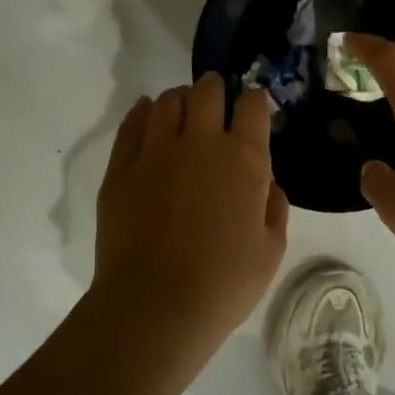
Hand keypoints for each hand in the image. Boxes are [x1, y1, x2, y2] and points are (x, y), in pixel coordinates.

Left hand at [92, 72, 289, 346]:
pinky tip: (149, 115)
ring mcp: (155, 151)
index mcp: (244, 159)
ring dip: (182, 99)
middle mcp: (200, 142)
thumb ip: (273, 206)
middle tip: (218, 101)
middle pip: (207, 91)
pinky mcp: (121, 168)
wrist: (156, 305)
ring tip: (185, 111)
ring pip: (168, 101)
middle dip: (216, 89)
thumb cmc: (225, 283)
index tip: (254, 108)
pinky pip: (132, 124)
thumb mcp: (272, 249)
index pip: (253, 105)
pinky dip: (144, 112)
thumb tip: (265, 183)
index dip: (255, 101)